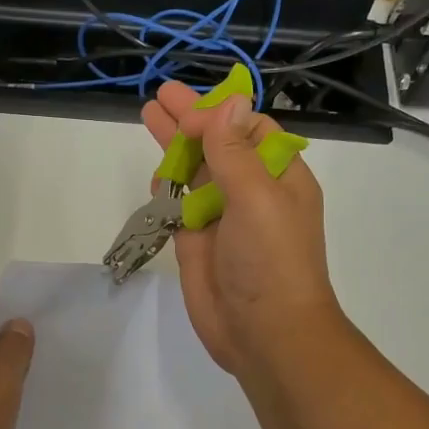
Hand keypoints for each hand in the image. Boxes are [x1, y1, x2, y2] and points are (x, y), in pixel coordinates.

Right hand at [141, 83, 340, 375]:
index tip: (188, 110)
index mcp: (279, 177)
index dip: (220, 114)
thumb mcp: (257, 196)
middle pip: (218, 144)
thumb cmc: (271, 260)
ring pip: (196, 173)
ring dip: (174, 146)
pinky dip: (168, 188)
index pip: (250, 130)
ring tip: (149, 116)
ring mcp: (222, 218)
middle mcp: (251, 192)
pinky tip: (156, 173)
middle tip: (160, 95)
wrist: (265, 333)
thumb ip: (235, 150)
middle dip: (190, 120)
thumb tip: (230, 103)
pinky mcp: (197, 243)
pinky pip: (180, 207)